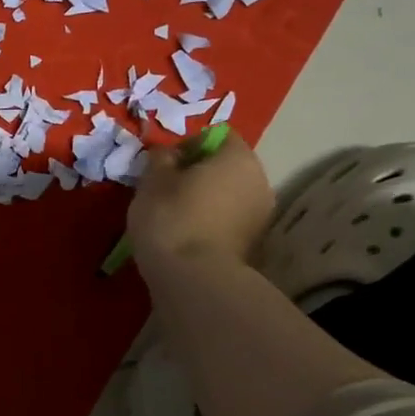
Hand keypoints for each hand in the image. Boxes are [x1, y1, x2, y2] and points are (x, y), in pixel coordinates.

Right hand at [127, 132, 275, 281]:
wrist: (192, 279)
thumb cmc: (171, 218)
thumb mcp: (153, 181)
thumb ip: (161, 159)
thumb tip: (168, 153)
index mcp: (239, 158)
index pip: (219, 136)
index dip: (190, 145)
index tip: (166, 165)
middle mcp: (260, 181)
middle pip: (228, 167)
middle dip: (200, 174)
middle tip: (168, 190)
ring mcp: (261, 215)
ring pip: (230, 195)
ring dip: (207, 199)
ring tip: (176, 216)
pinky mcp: (254, 244)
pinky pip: (229, 220)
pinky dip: (212, 222)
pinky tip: (188, 235)